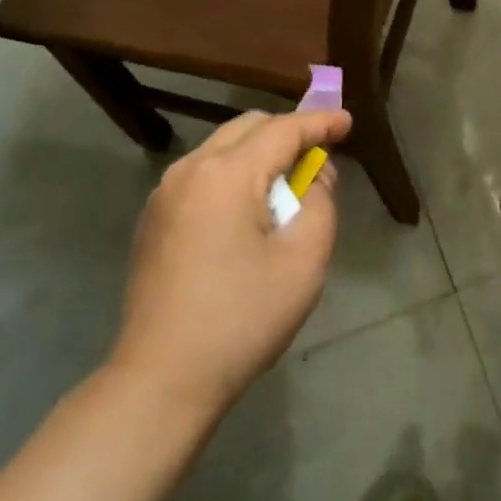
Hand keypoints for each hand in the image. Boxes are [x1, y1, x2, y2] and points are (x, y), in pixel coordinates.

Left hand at [110, 107, 351, 421]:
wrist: (161, 379)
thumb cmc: (242, 318)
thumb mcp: (303, 261)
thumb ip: (320, 203)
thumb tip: (314, 175)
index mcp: (227, 173)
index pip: (283, 130)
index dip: (319, 122)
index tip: (347, 121)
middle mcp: (190, 169)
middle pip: (248, 128)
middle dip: (287, 133)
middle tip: (319, 156)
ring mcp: (165, 193)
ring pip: (221, 148)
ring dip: (258, 154)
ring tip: (286, 186)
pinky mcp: (153, 219)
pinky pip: (202, 174)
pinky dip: (232, 174)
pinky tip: (247, 211)